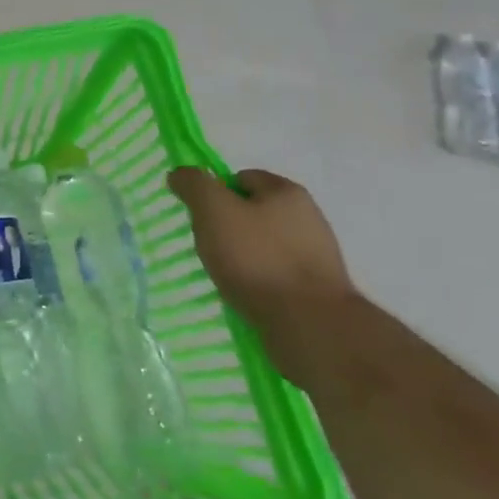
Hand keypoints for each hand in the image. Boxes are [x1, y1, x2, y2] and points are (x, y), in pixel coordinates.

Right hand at [167, 167, 356, 382]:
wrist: (310, 325)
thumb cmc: (258, 258)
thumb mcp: (214, 211)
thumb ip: (194, 186)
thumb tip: (181, 173)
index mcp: (287, 192)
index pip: (242, 178)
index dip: (216, 193)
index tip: (200, 217)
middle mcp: (309, 218)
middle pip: (255, 212)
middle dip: (229, 226)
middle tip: (209, 246)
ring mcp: (317, 256)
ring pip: (266, 246)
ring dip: (244, 257)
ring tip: (225, 276)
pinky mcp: (318, 290)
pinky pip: (277, 275)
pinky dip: (259, 281)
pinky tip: (247, 296)